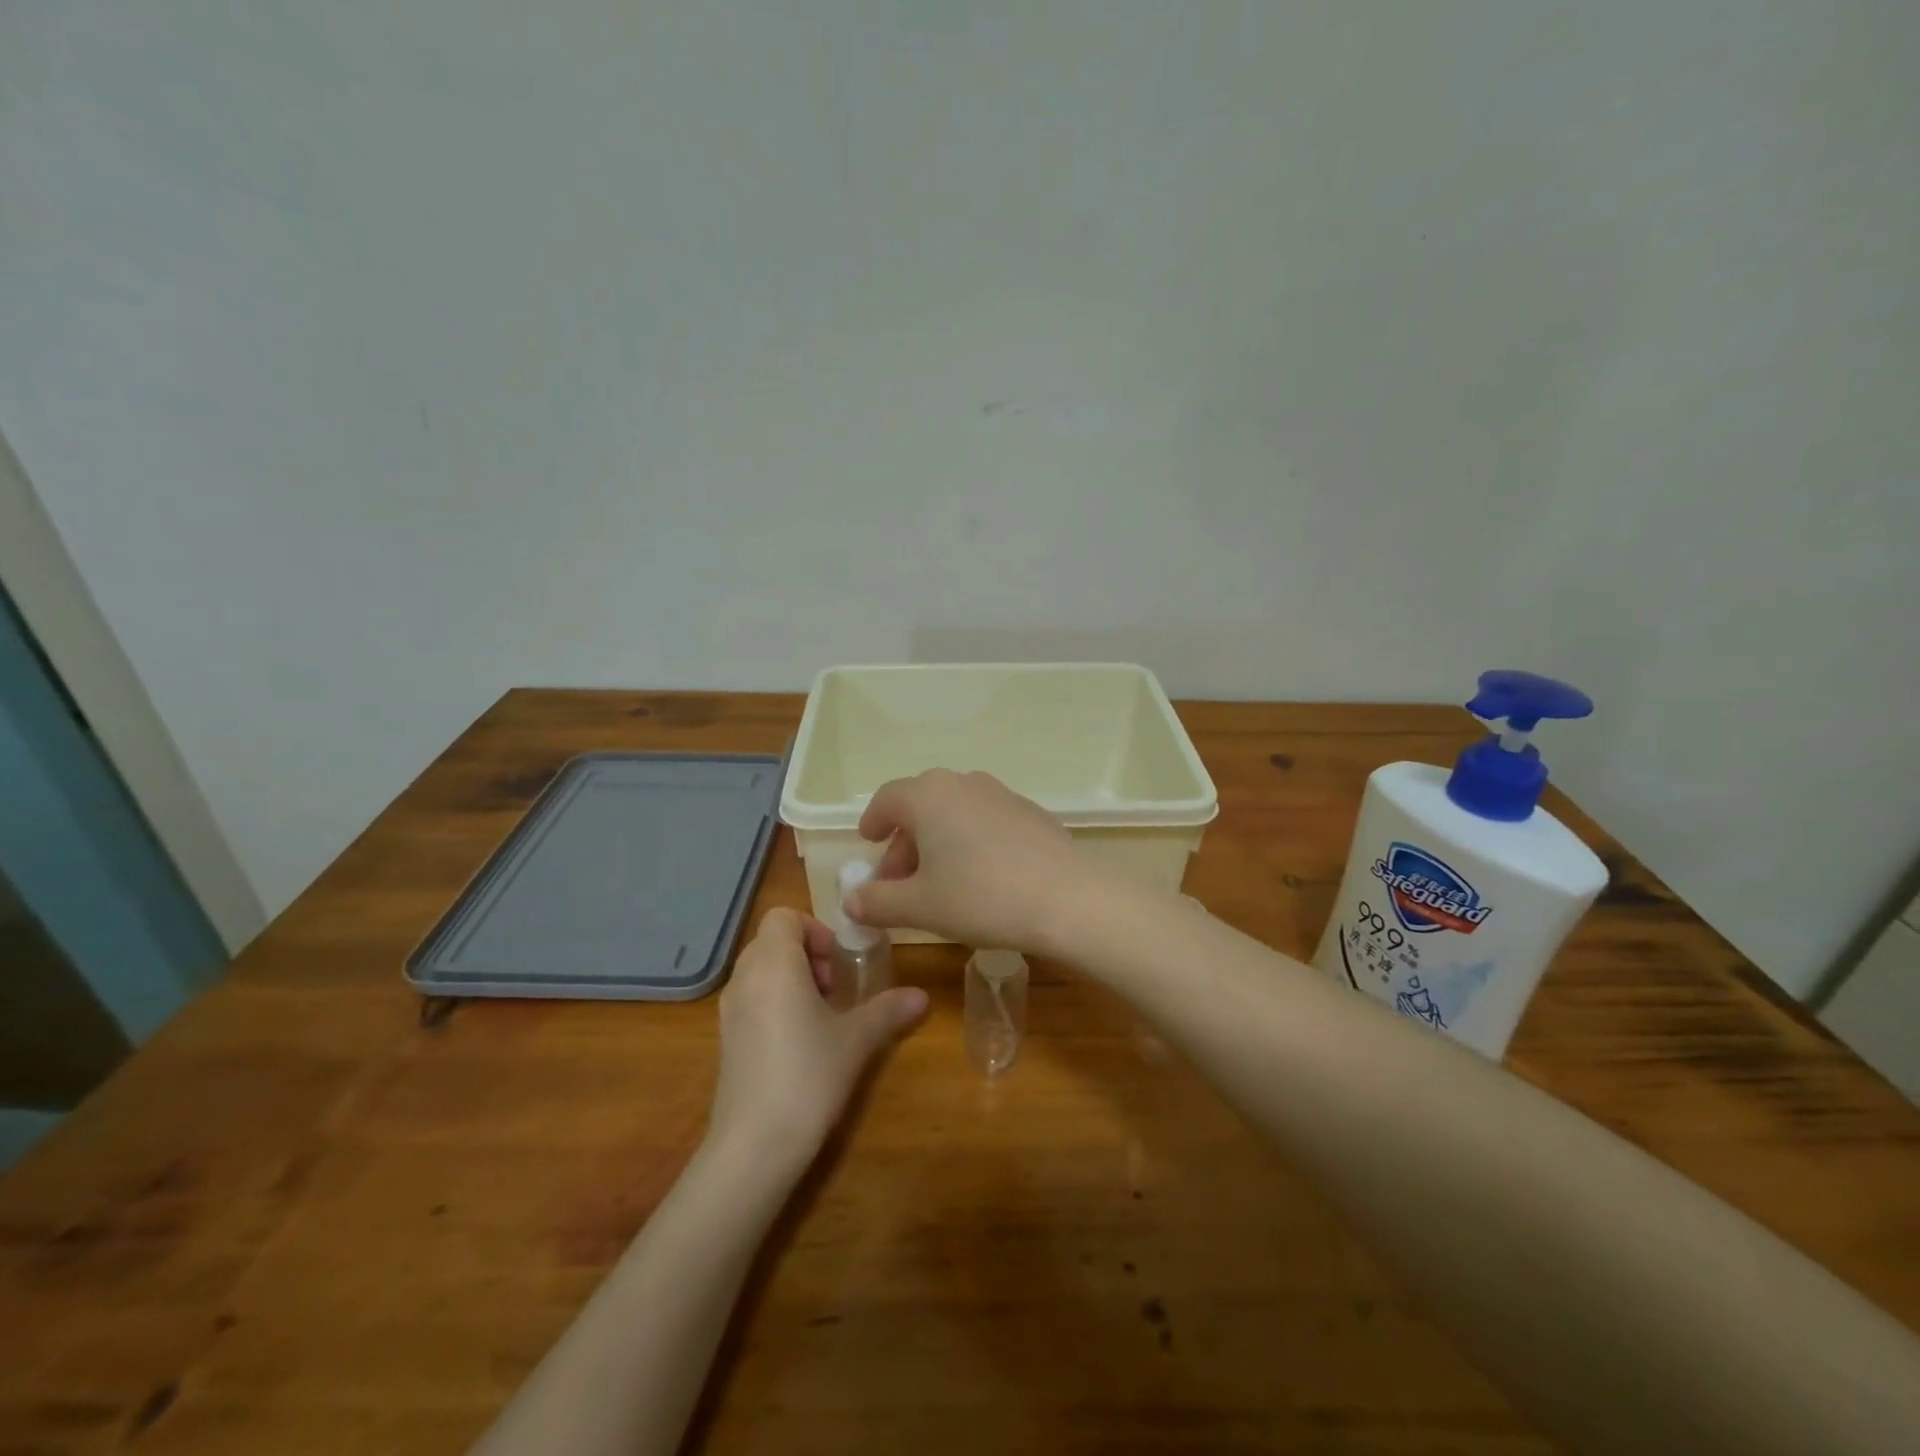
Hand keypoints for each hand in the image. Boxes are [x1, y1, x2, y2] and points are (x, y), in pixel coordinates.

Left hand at [707, 908, 927, 1167]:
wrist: (753, 1146)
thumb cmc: (808, 1075)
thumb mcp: (856, 1039)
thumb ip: (888, 1010)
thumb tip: (922, 996)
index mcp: (773, 963)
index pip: (783, 916)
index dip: (814, 929)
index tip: (838, 961)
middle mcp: (744, 977)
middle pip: (771, 942)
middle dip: (807, 954)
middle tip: (835, 987)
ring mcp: (729, 1010)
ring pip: (760, 972)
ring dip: (792, 979)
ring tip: (822, 1015)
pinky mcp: (725, 1041)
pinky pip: (751, 1000)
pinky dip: (775, 1004)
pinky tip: (801, 1042)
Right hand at [842, 769, 1097, 953]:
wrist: (1067, 898)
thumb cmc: (980, 896)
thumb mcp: (919, 906)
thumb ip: (878, 902)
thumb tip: (851, 901)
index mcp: (928, 795)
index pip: (887, 799)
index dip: (874, 822)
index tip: (869, 843)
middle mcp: (962, 783)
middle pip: (921, 806)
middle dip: (905, 843)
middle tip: (899, 882)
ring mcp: (1001, 794)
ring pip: (955, 813)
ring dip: (938, 842)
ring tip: (938, 882)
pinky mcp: (1030, 812)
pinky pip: (985, 821)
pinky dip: (970, 841)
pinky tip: (981, 877)